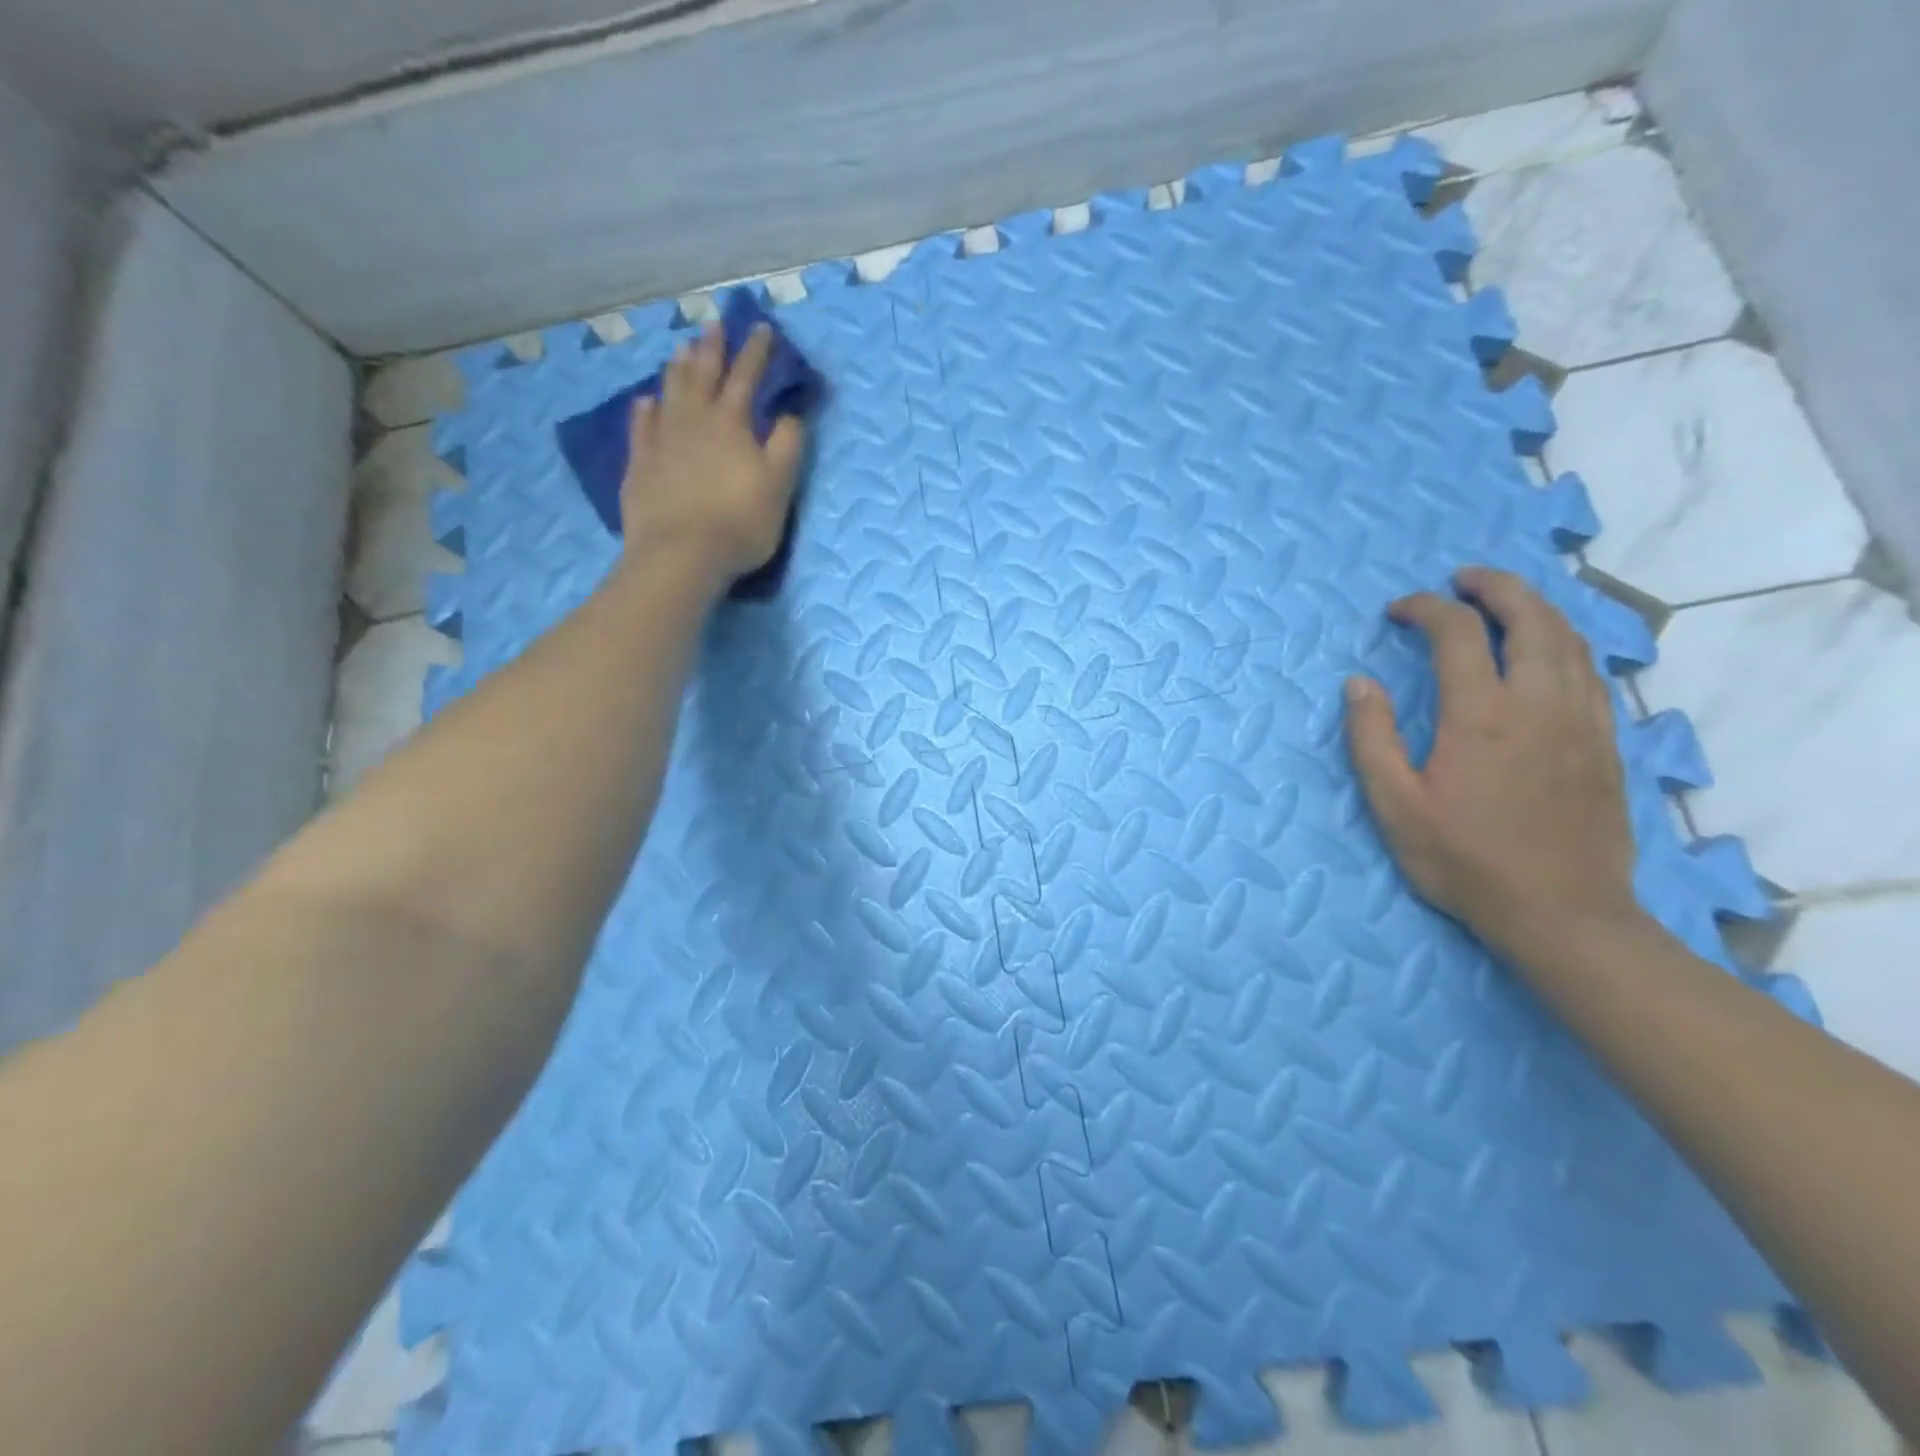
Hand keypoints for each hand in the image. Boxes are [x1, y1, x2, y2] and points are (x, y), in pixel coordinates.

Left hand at [619, 321, 805, 584]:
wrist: (681, 554)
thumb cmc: (740, 522)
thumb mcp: (780, 485)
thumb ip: (787, 445)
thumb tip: (789, 414)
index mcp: (731, 422)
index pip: (746, 376)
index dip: (756, 352)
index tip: (762, 328)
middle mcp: (694, 420)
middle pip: (702, 374)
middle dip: (712, 348)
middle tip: (714, 324)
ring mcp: (662, 439)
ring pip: (670, 391)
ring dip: (678, 368)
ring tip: (682, 349)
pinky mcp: (640, 464)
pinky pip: (641, 425)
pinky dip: (645, 408)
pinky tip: (646, 400)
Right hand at [1344, 566, 1643, 961]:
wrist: (1562, 914)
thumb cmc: (1464, 860)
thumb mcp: (1395, 805)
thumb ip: (1371, 738)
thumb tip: (1359, 683)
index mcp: (1480, 714)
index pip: (1456, 632)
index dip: (1425, 609)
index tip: (1397, 611)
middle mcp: (1539, 703)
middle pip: (1530, 617)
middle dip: (1494, 587)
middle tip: (1462, 579)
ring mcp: (1582, 721)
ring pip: (1570, 639)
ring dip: (1535, 608)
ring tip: (1504, 602)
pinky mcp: (1606, 743)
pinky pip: (1591, 672)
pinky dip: (1565, 643)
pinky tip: (1548, 652)